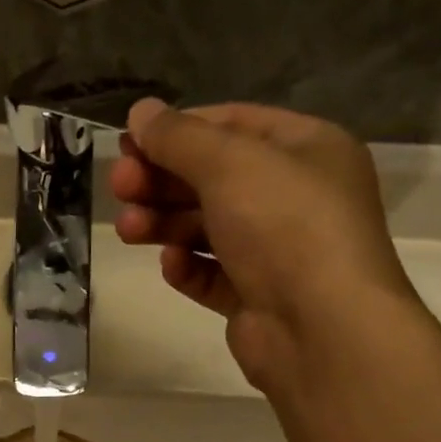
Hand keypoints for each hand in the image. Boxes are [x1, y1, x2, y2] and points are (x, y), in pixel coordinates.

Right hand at [112, 100, 417, 388]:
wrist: (321, 329)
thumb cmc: (284, 226)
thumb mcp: (230, 164)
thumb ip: (179, 138)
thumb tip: (140, 112)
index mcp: (307, 150)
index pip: (234, 124)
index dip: (179, 130)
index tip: (130, 142)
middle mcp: (295, 196)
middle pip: (215, 178)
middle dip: (162, 181)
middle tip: (119, 186)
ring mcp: (278, 251)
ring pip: (208, 227)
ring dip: (165, 224)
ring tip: (129, 230)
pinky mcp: (258, 297)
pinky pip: (214, 273)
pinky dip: (189, 267)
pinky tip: (171, 265)